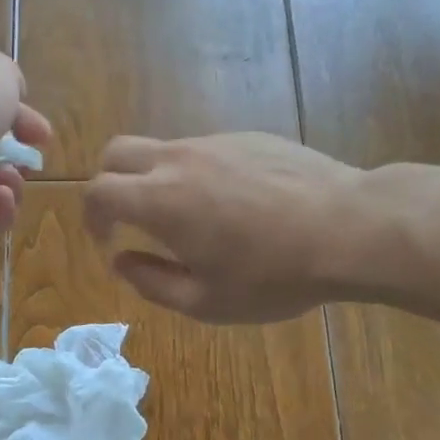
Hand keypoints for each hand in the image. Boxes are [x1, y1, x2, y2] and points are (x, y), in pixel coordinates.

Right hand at [83, 133, 366, 321]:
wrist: (349, 229)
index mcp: (160, 200)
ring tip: (188, 219)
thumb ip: (152, 283)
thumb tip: (121, 262)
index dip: (91, 217)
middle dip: (109, 184)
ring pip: (163, 149)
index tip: (107, 241)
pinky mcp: (248, 137)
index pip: (97, 191)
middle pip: (117, 152)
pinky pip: (203, 149)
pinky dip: (194, 172)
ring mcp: (216, 143)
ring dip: (154, 179)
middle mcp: (179, 160)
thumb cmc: (274, 275)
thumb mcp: (206, 302)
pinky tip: (232, 205)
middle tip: (128, 220)